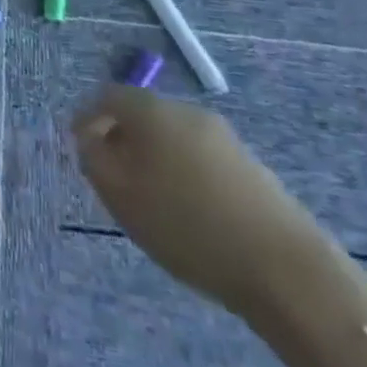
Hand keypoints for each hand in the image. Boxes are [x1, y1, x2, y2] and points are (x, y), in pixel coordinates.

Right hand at [72, 84, 333, 318]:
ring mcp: (223, 137)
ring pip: (173, 137)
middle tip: (112, 176)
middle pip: (142, 114)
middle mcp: (187, 111)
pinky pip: (200, 158)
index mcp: (152, 110)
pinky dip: (184, 174)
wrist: (286, 270)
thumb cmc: (187, 226)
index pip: (107, 96)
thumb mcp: (119, 195)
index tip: (79, 147)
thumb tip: (92, 138)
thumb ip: (94, 158)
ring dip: (155, 158)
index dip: (88, 117)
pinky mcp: (250, 166)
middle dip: (123, 138)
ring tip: (150, 199)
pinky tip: (189, 212)